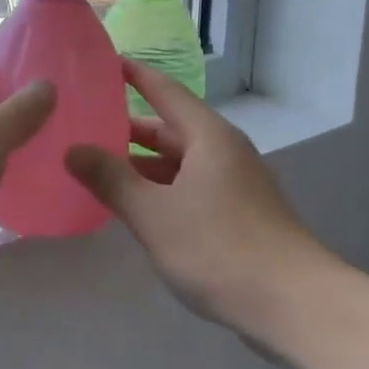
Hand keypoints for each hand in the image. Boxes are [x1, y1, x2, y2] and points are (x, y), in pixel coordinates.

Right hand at [65, 61, 328, 329]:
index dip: (134, 75)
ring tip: (98, 168)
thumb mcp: (153, 214)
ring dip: (142, 164)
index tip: (104, 62)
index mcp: (208, 137)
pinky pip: (190, 187)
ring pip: (180, 162)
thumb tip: (73, 150)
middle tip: (84, 126)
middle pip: (170, 128)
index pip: (165, 91)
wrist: (296, 306)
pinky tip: (136, 207)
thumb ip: (110, 179)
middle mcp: (224, 152)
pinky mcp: (240, 215)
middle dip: (128, 128)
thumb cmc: (219, 248)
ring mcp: (235, 185)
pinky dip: (160, 189)